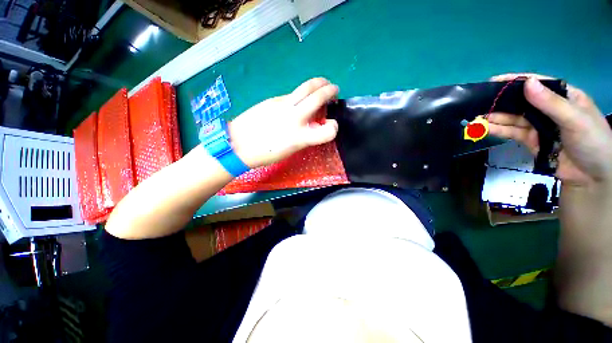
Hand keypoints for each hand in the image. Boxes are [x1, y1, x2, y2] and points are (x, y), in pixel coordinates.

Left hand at [228, 78, 338, 167]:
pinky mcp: (273, 100)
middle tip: (334, 90)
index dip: (334, 128)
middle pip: (318, 96)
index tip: (331, 125)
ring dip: (318, 84)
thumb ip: (306, 135)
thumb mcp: (291, 149)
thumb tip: (314, 124)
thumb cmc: (265, 153)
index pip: (327, 131)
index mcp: (300, 137)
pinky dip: (300, 95)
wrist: (237, 144)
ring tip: (322, 85)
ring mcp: (282, 105)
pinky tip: (297, 101)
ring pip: (305, 87)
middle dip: (330, 90)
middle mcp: (294, 118)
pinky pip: (292, 95)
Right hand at [488, 73, 611, 187]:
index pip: (538, 84)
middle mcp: (549, 110)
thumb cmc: (593, 142)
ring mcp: (539, 126)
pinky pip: (513, 133)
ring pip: (514, 118)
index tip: (493, 81)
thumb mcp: (576, 120)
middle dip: (501, 102)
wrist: (592, 178)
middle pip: (522, 102)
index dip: (516, 81)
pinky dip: (499, 131)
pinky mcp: (531, 141)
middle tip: (479, 103)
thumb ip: (551, 103)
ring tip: (476, 118)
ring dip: (496, 118)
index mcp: (563, 98)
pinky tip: (485, 129)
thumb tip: (526, 83)